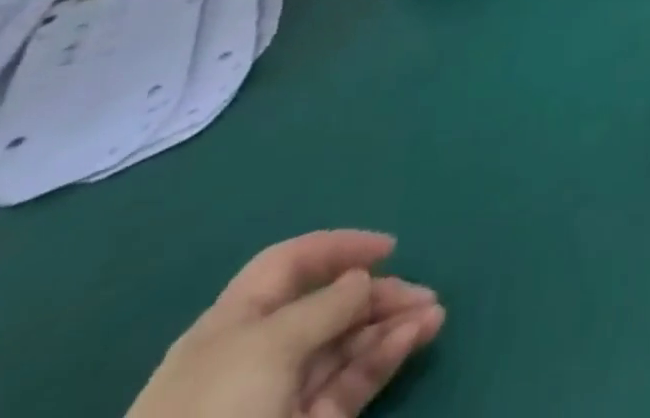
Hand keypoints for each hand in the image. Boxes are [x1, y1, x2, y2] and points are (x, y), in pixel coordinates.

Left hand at [126, 230, 444, 417]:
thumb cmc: (215, 412)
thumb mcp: (268, 346)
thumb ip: (324, 306)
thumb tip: (360, 279)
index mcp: (233, 325)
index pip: (288, 266)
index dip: (337, 249)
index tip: (388, 248)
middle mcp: (256, 357)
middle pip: (326, 308)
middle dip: (377, 295)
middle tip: (423, 293)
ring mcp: (279, 400)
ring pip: (345, 348)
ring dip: (391, 326)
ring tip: (434, 314)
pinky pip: (348, 385)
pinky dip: (383, 359)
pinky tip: (414, 338)